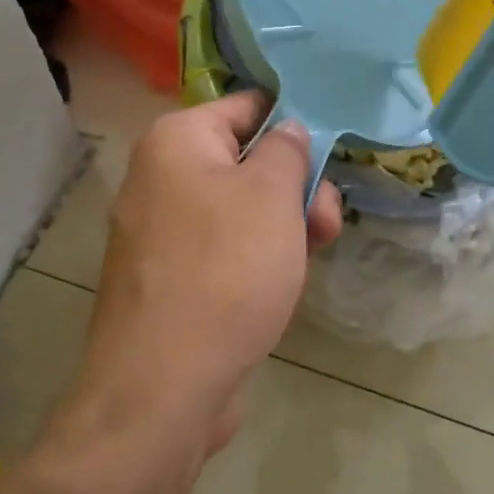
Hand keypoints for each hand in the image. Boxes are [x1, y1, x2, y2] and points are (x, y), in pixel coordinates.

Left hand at [60, 91, 342, 460]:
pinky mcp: (169, 278)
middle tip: (327, 219)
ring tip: (317, 251)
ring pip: (239, 208)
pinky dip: (256, 255)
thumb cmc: (226, 271)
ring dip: (284, 223)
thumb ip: (287, 150)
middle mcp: (159, 178)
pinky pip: (222, 247)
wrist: (164, 387)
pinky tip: (284, 280)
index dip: (294, 121)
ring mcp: (160, 232)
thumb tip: (288, 130)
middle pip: (245, 161)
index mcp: (176, 142)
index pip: (246, 106)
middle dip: (295, 185)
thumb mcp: (272, 195)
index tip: (334, 147)